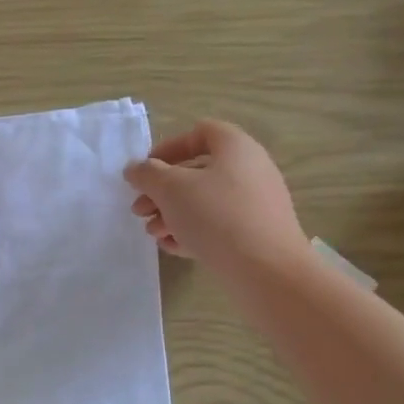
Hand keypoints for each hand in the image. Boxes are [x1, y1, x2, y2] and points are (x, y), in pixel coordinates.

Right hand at [124, 121, 309, 275]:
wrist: (268, 271)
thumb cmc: (216, 216)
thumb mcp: (170, 189)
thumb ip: (147, 174)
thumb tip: (135, 169)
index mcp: (235, 147)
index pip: (199, 132)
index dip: (168, 148)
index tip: (146, 172)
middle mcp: (251, 169)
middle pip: (197, 171)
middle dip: (162, 190)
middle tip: (140, 210)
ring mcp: (257, 203)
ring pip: (205, 201)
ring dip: (172, 213)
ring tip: (154, 233)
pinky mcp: (257, 233)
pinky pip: (219, 225)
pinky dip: (193, 231)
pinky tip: (172, 247)